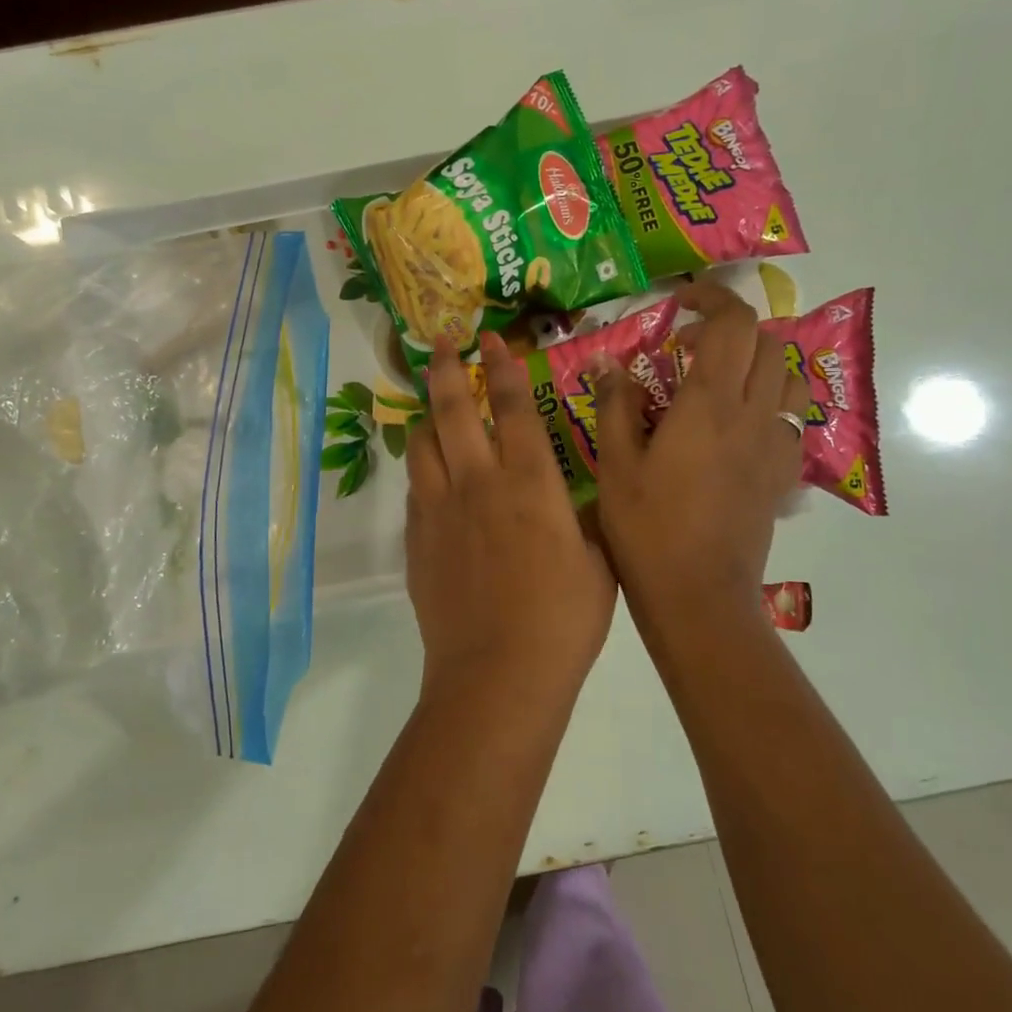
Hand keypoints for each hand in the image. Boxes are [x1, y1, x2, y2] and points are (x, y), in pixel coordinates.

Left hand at [405, 334, 615, 703]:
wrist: (498, 672)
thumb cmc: (562, 619)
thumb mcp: (596, 562)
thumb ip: (582, 521)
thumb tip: (574, 501)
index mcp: (530, 483)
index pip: (514, 407)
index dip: (503, 367)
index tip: (491, 339)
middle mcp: (479, 483)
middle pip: (454, 410)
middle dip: (447, 369)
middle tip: (441, 343)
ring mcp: (440, 510)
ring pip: (422, 444)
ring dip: (427, 417)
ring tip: (432, 407)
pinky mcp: (417, 540)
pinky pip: (415, 489)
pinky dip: (423, 470)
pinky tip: (431, 475)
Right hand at [593, 281, 811, 641]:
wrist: (698, 597)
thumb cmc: (647, 529)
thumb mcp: (615, 465)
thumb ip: (614, 405)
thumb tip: (606, 362)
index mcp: (709, 405)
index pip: (731, 324)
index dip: (711, 297)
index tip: (680, 302)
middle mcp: (752, 415)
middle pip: (768, 342)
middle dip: (734, 328)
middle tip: (691, 346)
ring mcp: (774, 447)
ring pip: (789, 377)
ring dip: (760, 362)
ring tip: (720, 380)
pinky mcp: (782, 476)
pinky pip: (789, 419)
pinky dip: (768, 404)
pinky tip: (735, 429)